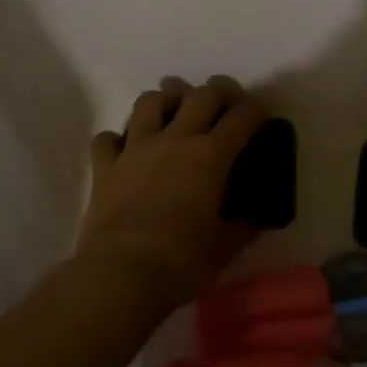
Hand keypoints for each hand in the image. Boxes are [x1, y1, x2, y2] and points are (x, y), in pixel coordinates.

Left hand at [77, 76, 269, 309]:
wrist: (120, 276)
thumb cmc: (181, 263)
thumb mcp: (224, 248)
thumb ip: (243, 226)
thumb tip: (257, 218)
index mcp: (210, 156)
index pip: (242, 117)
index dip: (256, 109)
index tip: (261, 114)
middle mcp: (175, 140)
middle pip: (201, 95)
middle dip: (219, 90)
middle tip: (225, 100)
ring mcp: (136, 149)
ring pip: (150, 102)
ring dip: (166, 100)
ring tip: (173, 111)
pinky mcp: (105, 167)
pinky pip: (107, 138)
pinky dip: (117, 139)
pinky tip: (125, 149)